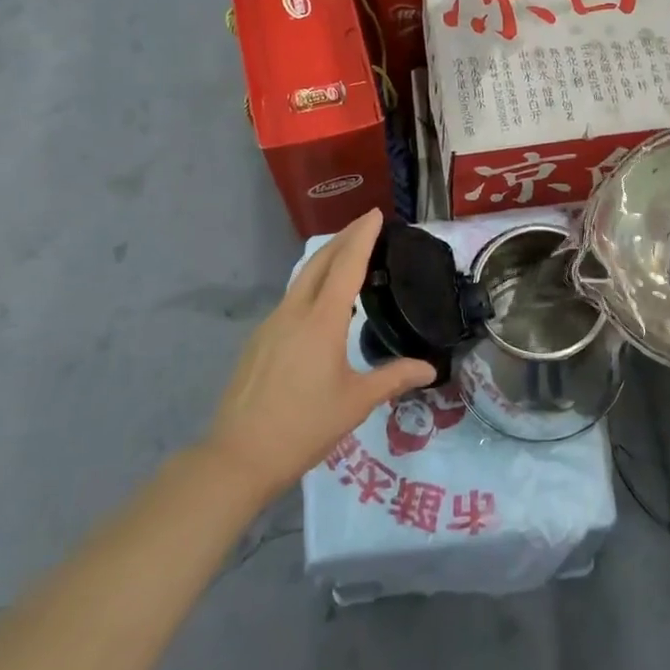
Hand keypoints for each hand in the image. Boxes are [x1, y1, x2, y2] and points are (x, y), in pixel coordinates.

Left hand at [206, 210, 434, 503]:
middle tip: (367, 225)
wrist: (239, 456)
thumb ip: (394, 378)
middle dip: (344, 238)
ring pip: (302, 279)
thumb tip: (430, 369)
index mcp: (322, 321)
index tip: (376, 214)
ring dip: (326, 260)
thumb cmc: (304, 427)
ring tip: (349, 257)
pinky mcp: (259, 340)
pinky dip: (312, 285)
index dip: (362, 236)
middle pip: (320, 261)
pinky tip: (322, 304)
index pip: (346, 265)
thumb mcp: (356, 403)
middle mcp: (294, 312)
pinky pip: (291, 300)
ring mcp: (271, 325)